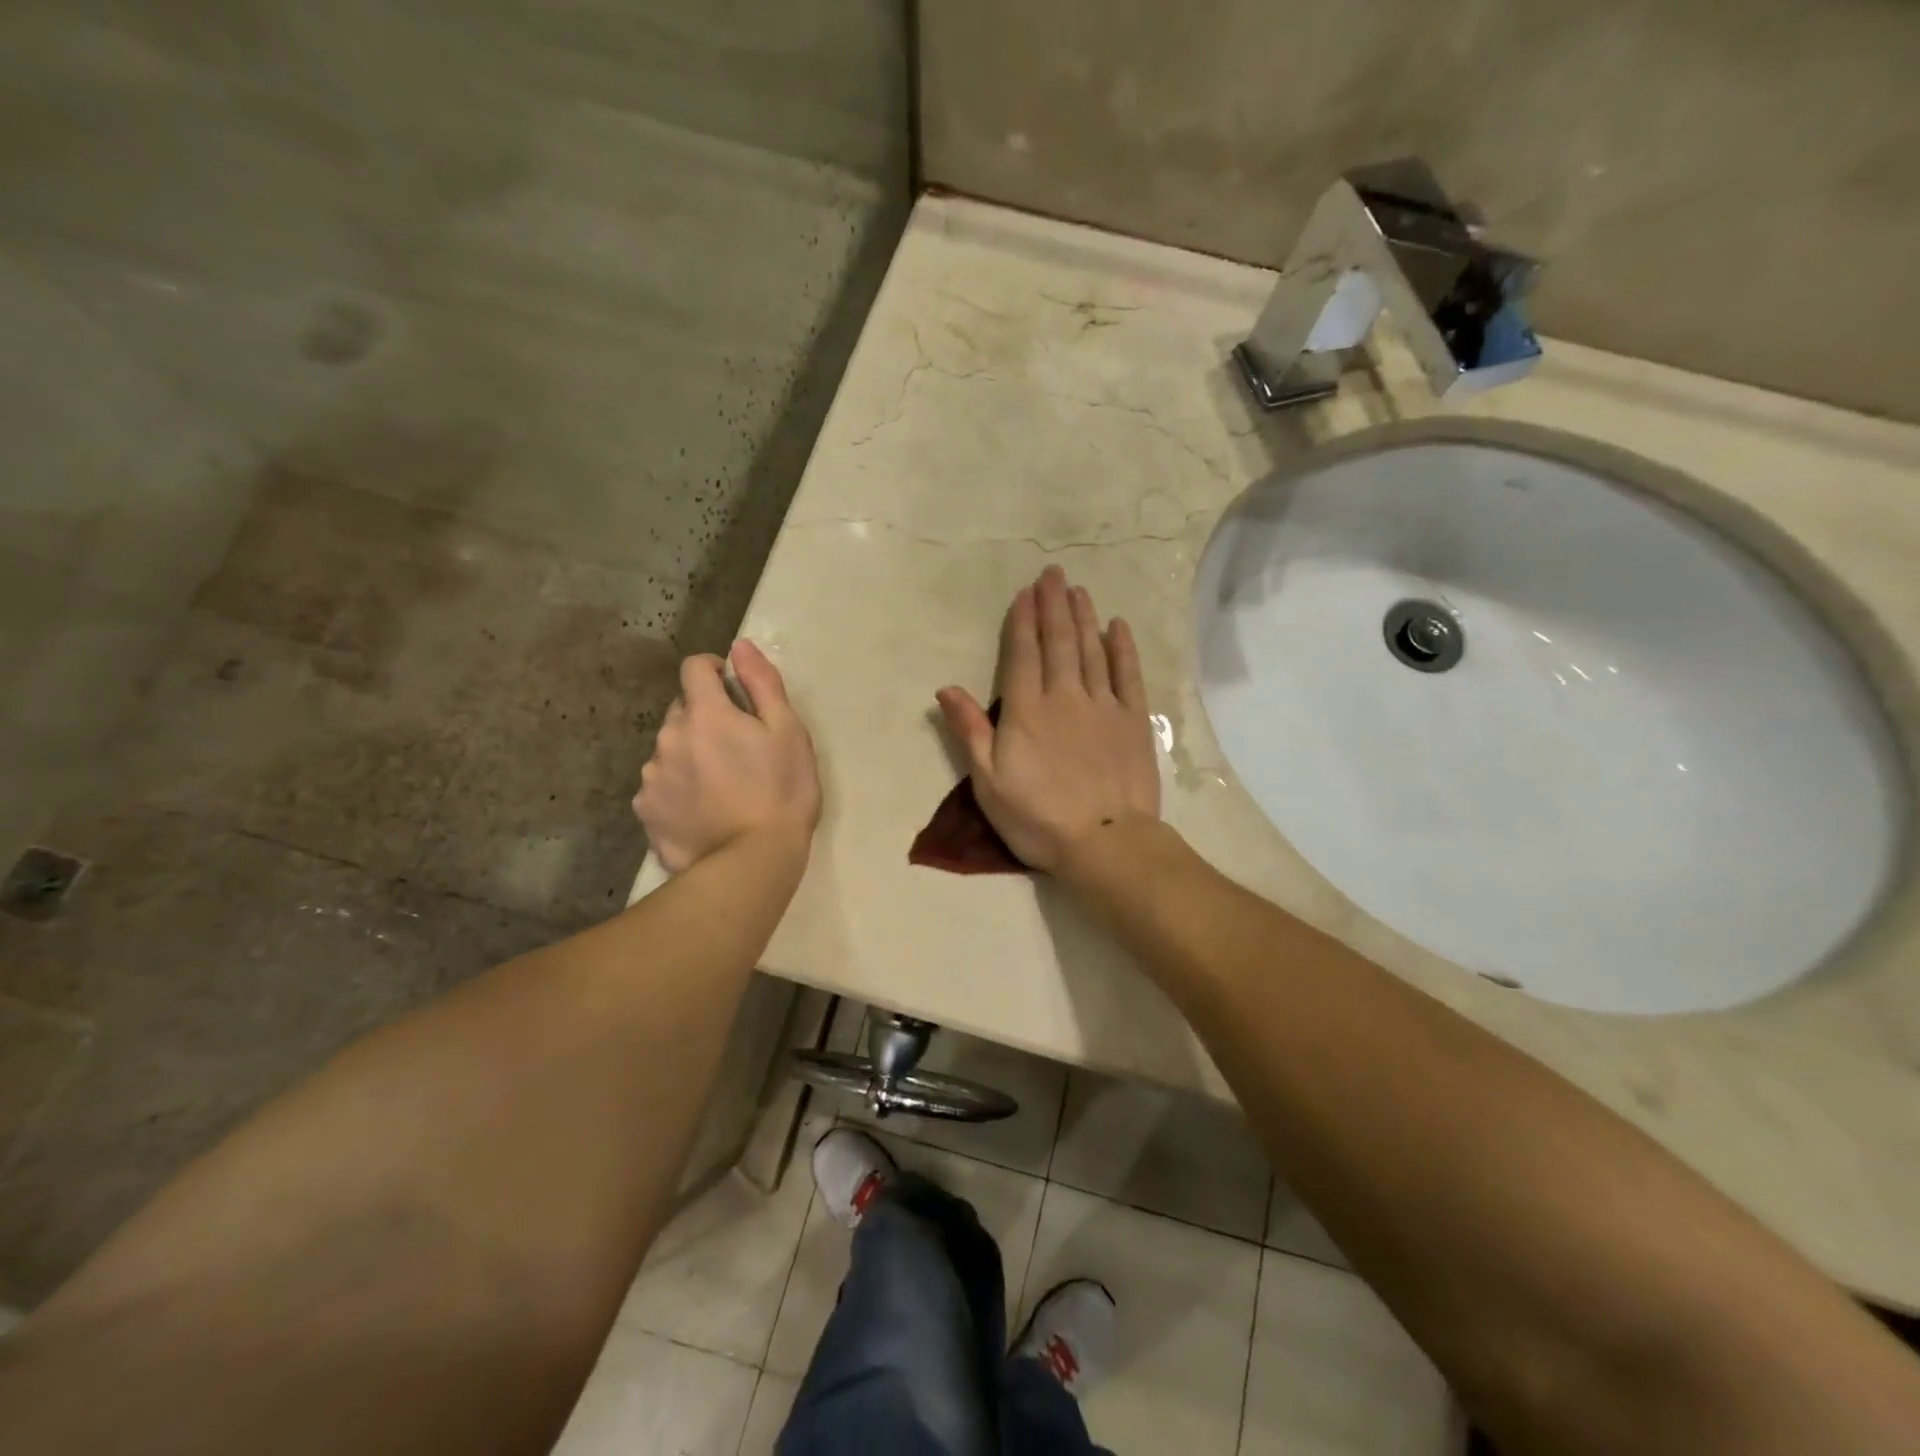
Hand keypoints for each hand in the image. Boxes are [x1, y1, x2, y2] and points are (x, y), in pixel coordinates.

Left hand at [634, 641, 820, 872]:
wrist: (753, 862)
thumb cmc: (781, 792)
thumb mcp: (789, 732)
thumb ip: (762, 683)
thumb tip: (739, 647)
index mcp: (705, 714)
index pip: (695, 668)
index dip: (715, 670)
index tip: (734, 689)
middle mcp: (668, 737)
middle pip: (682, 710)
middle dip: (705, 717)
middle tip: (738, 748)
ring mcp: (652, 777)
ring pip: (670, 749)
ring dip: (690, 754)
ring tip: (721, 786)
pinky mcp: (646, 811)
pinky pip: (660, 786)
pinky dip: (678, 789)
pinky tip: (703, 811)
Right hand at [936, 566, 1160, 873]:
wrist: (1105, 842)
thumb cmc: (1037, 817)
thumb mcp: (988, 782)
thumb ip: (969, 731)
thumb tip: (946, 689)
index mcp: (1027, 711)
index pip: (1023, 654)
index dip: (1023, 621)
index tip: (1025, 592)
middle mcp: (1065, 697)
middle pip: (1059, 642)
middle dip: (1054, 605)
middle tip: (1053, 574)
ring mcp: (1103, 706)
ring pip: (1092, 650)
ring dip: (1083, 617)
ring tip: (1078, 590)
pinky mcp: (1133, 721)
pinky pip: (1128, 675)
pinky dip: (1122, 648)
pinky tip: (1117, 626)